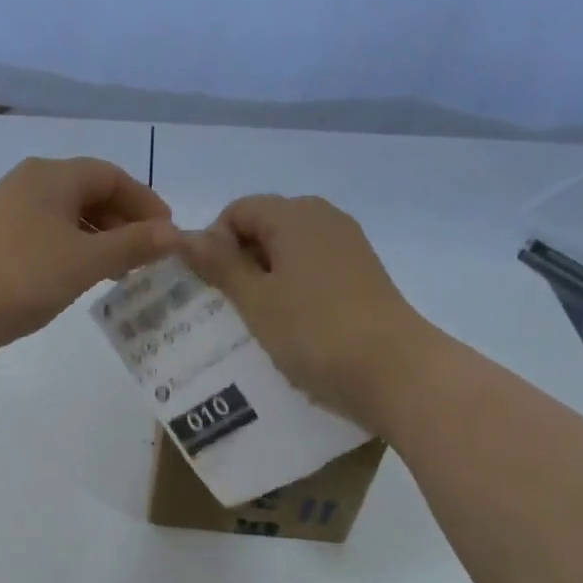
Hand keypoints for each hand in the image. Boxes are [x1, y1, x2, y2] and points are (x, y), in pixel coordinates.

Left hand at [0, 157, 178, 357]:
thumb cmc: (23, 275)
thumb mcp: (86, 260)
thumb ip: (133, 245)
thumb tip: (176, 234)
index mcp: (52, 176)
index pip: (112, 176)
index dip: (145, 202)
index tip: (168, 234)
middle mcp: (30, 185)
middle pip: (89, 194)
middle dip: (124, 222)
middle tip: (148, 256)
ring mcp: (9, 214)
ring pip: (68, 218)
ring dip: (100, 240)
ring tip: (121, 271)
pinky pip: (48, 238)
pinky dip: (74, 252)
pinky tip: (82, 278)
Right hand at [180, 195, 437, 430]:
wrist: (397, 372)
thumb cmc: (315, 332)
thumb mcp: (256, 300)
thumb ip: (220, 265)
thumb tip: (185, 235)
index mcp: (294, 214)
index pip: (237, 211)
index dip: (214, 243)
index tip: (211, 287)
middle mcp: (324, 219)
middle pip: (264, 227)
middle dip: (238, 262)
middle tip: (226, 308)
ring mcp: (348, 247)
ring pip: (289, 252)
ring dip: (265, 281)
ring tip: (255, 323)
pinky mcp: (363, 276)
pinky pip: (313, 272)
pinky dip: (293, 291)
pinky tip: (291, 328)